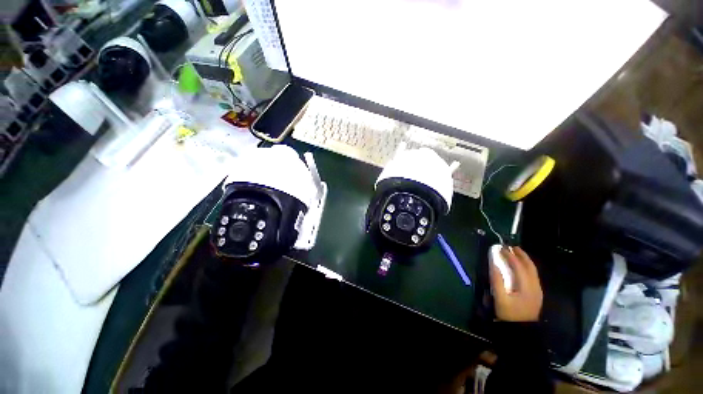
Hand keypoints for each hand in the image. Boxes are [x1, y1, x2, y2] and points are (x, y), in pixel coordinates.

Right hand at [490, 246, 543, 321]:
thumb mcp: (499, 297)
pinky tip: (521, 266)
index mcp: (526, 287)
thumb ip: (497, 279)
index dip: (509, 255)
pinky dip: (527, 267)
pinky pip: (533, 275)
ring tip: (516, 253)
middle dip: (521, 254)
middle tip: (511, 246)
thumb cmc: (509, 314)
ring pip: (533, 270)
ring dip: (525, 259)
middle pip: (529, 266)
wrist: (521, 330)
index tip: (500, 248)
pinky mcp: (536, 293)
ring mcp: (537, 290)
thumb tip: (494, 263)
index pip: (518, 266)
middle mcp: (535, 286)